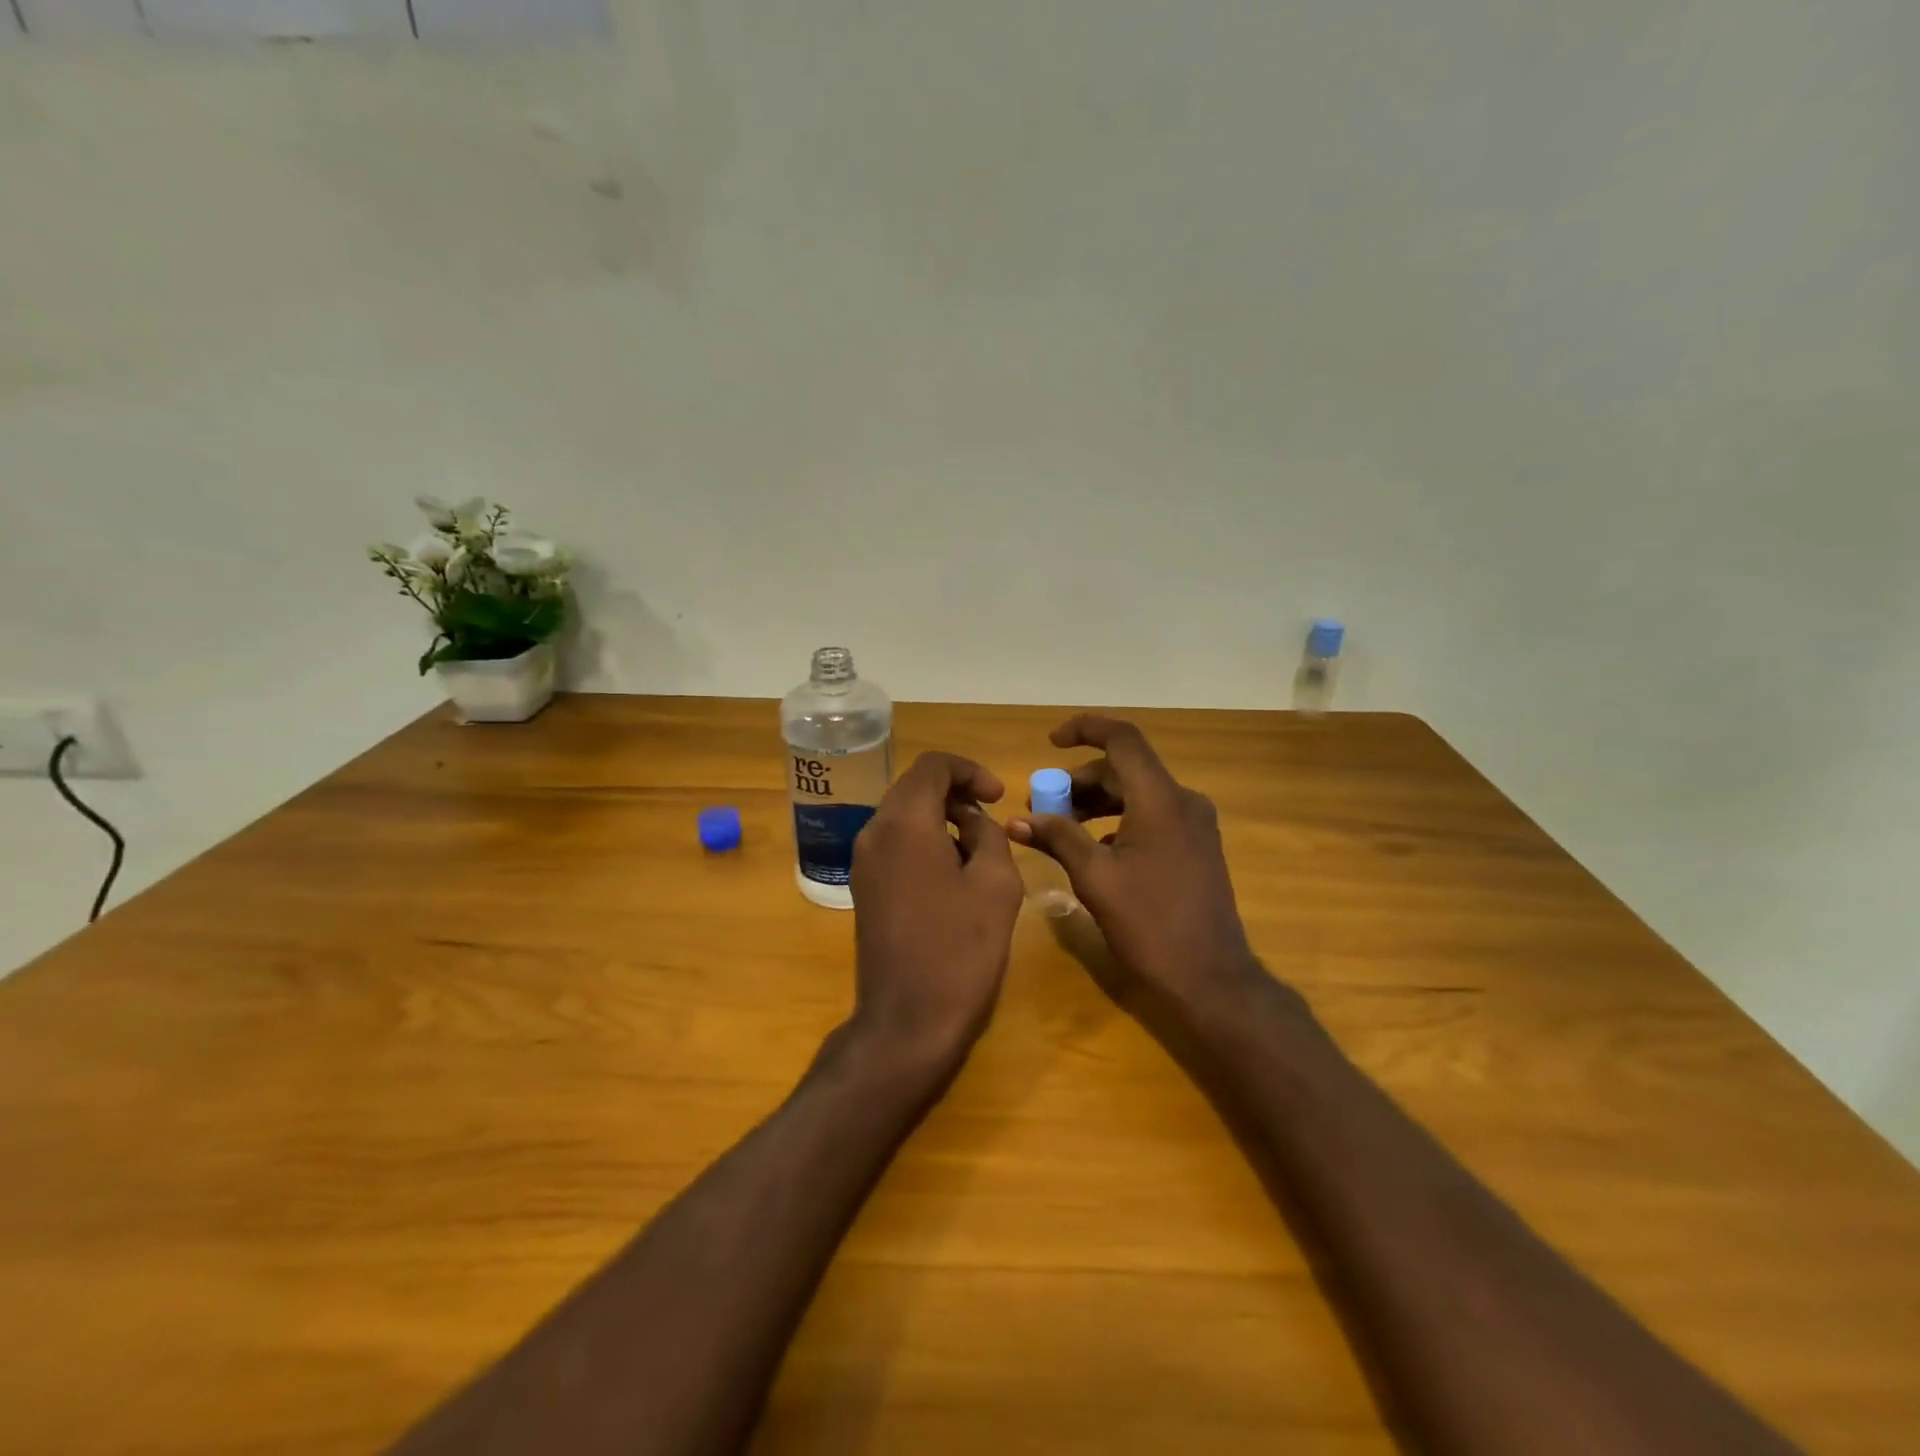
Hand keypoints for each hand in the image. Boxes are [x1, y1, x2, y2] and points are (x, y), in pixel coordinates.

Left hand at [847, 751, 1024, 1069]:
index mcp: (904, 823)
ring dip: (940, 818)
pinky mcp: (864, 887)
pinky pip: (895, 843)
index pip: (933, 766)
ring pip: (903, 815)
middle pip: (914, 787)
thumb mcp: (996, 884)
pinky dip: (924, 840)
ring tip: (978, 849)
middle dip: (955, 792)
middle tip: (991, 817)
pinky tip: (952, 873)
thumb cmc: (959, 949)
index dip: (970, 770)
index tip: (998, 796)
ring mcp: (863, 861)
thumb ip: (988, 835)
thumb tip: (971, 821)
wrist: (907, 1020)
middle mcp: (874, 832)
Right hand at [1010, 715, 1263, 1015]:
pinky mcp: (1197, 846)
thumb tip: (1017, 820)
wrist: (1211, 979)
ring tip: (1060, 827)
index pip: (1122, 739)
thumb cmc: (1150, 924)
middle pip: (1125, 769)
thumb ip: (1057, 838)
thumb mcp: (1095, 878)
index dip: (1085, 729)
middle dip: (1079, 781)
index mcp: (1160, 800)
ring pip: (1137, 794)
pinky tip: (1094, 850)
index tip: (1051, 742)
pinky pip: (1151, 816)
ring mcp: (1195, 825)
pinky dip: (1118, 821)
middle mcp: (1183, 801)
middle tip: (1042, 806)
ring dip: (1096, 802)